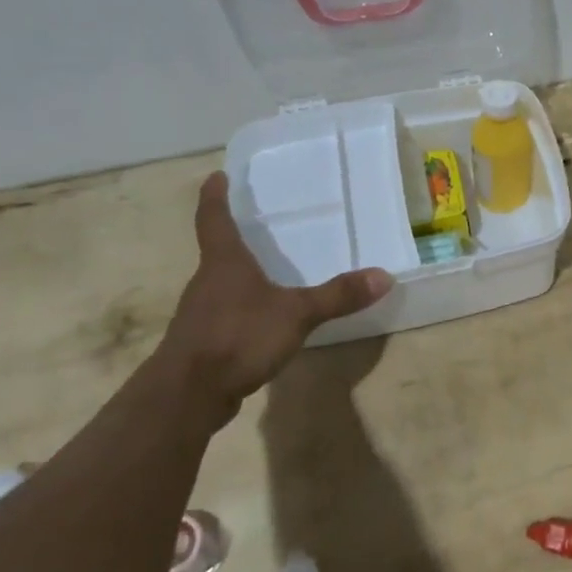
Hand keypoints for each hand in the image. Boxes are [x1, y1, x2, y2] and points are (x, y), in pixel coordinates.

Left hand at [160, 172, 393, 418]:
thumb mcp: (297, 314)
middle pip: (218, 251)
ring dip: (239, 275)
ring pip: (220, 284)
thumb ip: (338, 296)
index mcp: (224, 263)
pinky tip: (262, 319)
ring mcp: (200, 313)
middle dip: (235, 237)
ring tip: (267, 270)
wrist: (187, 395)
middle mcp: (207, 282)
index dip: (215, 196)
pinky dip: (241, 308)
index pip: (214, 218)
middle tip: (258, 224)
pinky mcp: (202, 342)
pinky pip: (224, 314)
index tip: (217, 176)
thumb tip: (384, 276)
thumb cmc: (237, 337)